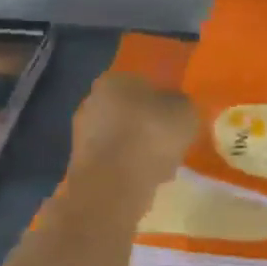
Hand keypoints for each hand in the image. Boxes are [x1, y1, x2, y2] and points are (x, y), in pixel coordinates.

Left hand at [67, 71, 197, 202]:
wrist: (113, 185)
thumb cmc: (150, 137)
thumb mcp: (185, 113)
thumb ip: (182, 105)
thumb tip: (176, 107)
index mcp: (114, 80)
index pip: (143, 84)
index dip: (163, 101)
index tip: (177, 120)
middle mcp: (92, 101)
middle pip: (130, 112)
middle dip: (149, 126)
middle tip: (171, 144)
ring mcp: (82, 133)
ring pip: (121, 138)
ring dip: (139, 149)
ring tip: (162, 166)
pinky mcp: (81, 163)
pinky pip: (114, 161)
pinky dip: (128, 168)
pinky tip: (145, 181)